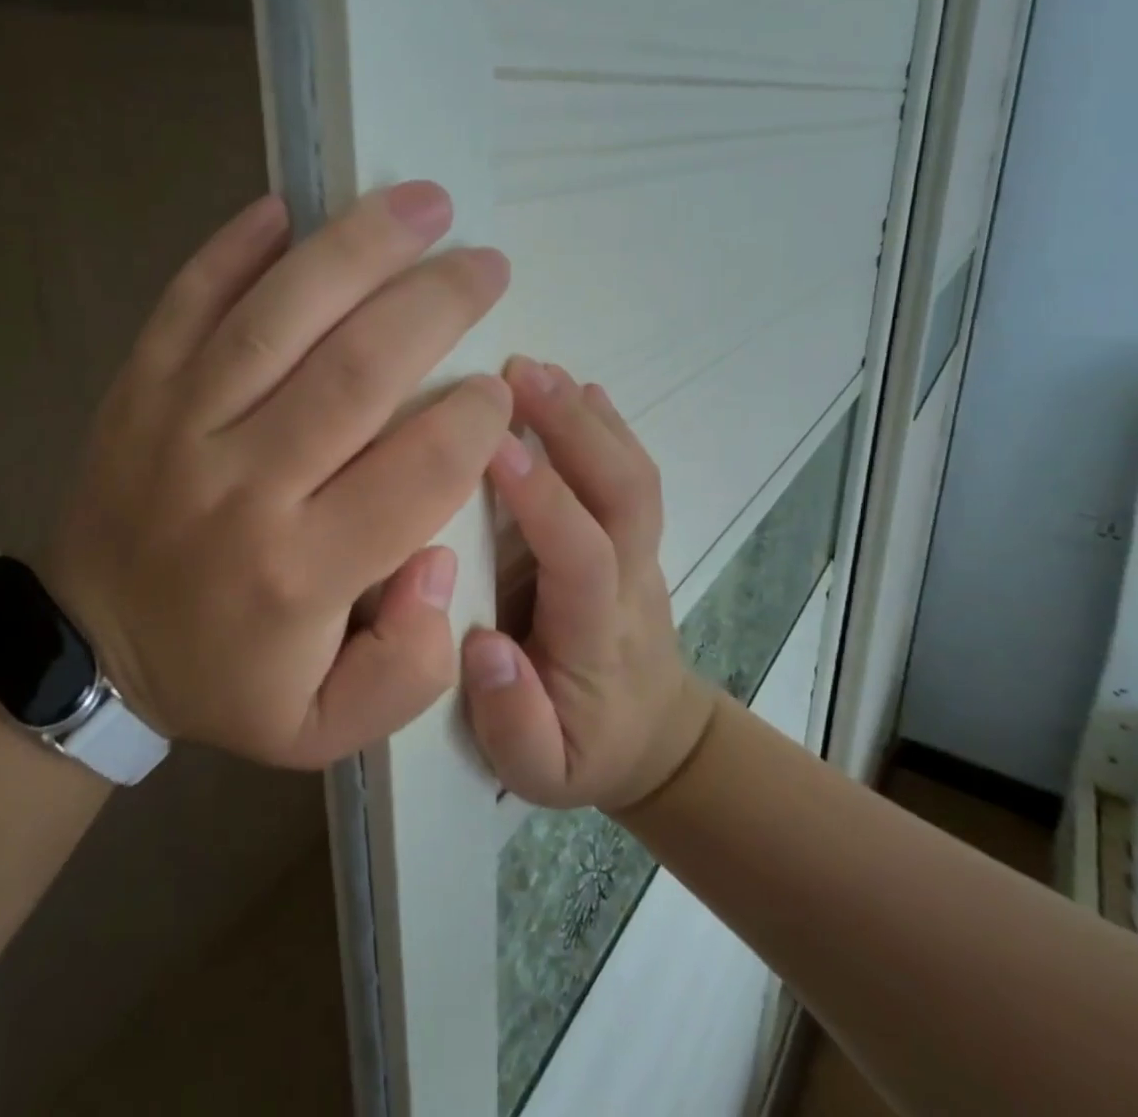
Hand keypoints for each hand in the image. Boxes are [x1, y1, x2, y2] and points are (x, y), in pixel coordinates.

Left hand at [41, 183, 511, 769]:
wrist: (89, 647)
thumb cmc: (222, 679)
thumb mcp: (323, 727)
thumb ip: (407, 669)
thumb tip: (438, 560)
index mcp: (301, 571)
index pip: (418, 470)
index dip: (475, 418)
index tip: (499, 390)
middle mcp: (245, 484)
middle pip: (359, 370)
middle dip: (438, 304)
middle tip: (487, 264)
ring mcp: (181, 422)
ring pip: (280, 315)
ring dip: (359, 248)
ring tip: (424, 202)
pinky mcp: (138, 388)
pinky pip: (187, 301)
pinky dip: (234, 247)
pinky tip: (285, 206)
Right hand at [461, 357, 715, 812]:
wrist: (654, 736)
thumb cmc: (584, 747)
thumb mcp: (540, 771)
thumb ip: (513, 721)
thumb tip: (483, 646)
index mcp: (598, 636)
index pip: (581, 555)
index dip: (543, 498)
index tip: (492, 445)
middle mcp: (631, 581)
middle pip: (624, 493)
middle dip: (575, 428)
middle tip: (517, 373)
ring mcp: (643, 553)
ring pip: (633, 474)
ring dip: (588, 416)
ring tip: (536, 367)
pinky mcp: (636, 537)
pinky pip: (632, 473)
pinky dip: (608, 425)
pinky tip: (579, 389)